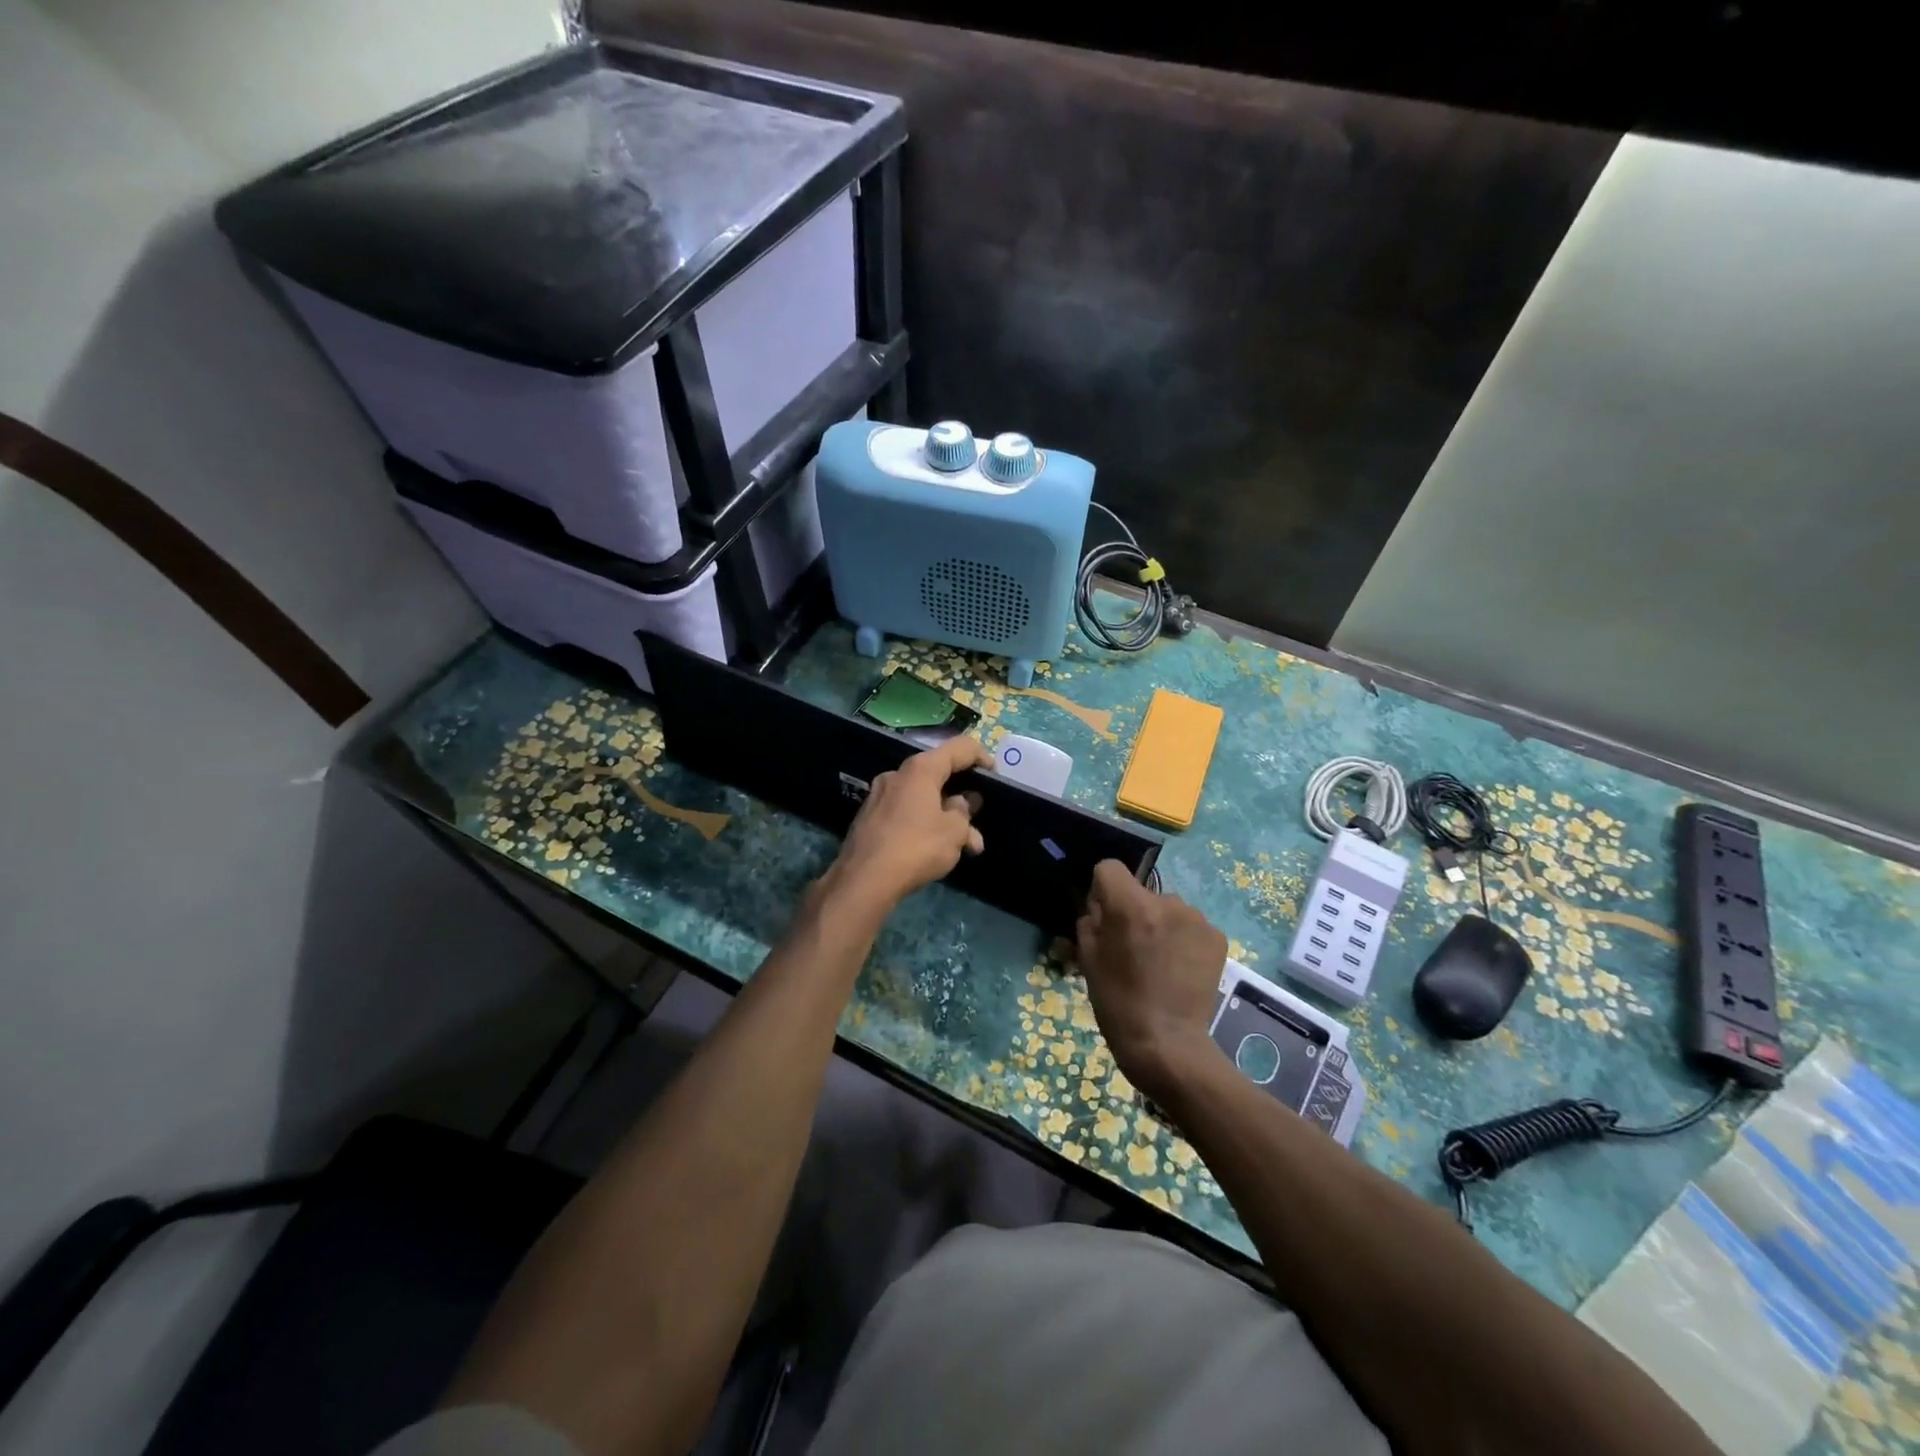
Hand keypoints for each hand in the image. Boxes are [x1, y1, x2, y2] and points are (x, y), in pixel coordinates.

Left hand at [826, 734, 991, 911]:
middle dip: (962, 797)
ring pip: (922, 799)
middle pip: (938, 775)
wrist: (864, 880)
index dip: (981, 756)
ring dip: (945, 818)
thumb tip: (962, 802)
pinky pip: (906, 813)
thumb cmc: (917, 847)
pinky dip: (924, 825)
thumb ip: (964, 812)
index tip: (995, 775)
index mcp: (920, 769)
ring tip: (965, 847)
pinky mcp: (869, 818)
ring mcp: (879, 796)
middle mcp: (897, 775)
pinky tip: (935, 850)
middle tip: (978, 819)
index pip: (959, 748)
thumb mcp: (954, 831)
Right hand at [1076, 861, 1227, 1100]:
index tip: (1103, 916)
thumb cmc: (1117, 1001)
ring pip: (1168, 908)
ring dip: (1160, 925)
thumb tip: (1100, 903)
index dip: (1102, 888)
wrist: (1166, 1043)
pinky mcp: (1217, 937)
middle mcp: (1166, 902)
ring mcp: (1196, 919)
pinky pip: (1190, 926)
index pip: (1109, 867)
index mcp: (1130, 905)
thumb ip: (1091, 919)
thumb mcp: (1087, 957)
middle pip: (1141, 891)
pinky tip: (1179, 969)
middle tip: (1132, 948)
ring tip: (1159, 963)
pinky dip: (1183, 940)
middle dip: (1134, 911)